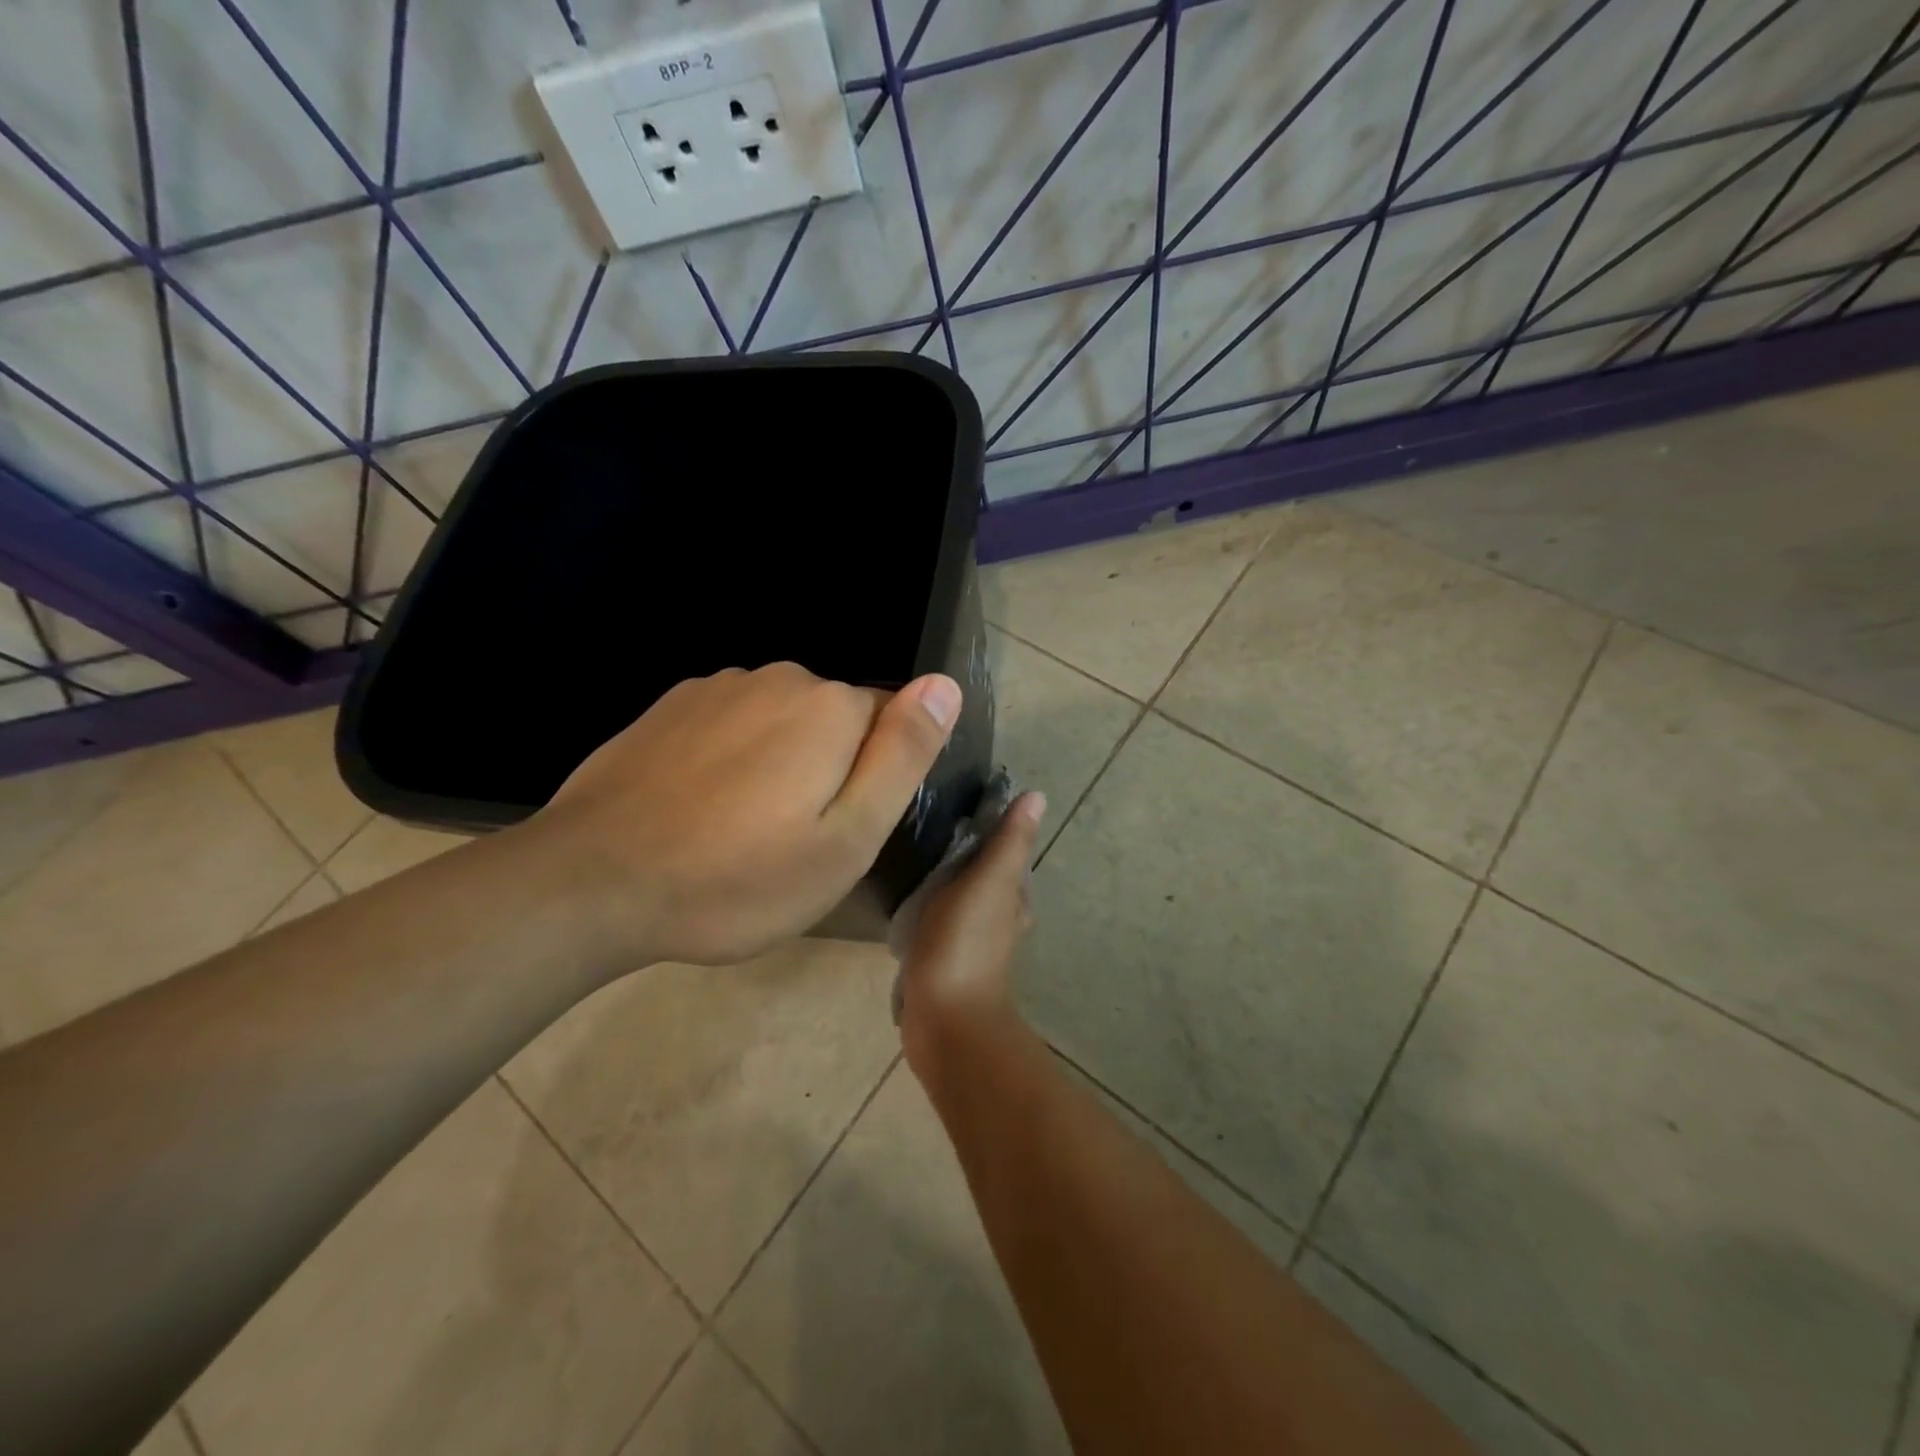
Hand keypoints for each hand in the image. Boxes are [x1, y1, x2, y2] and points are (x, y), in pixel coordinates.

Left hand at [523, 662, 961, 966]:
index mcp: (831, 709)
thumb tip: (944, 684)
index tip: (842, 830)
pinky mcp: (672, 705)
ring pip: (782, 721)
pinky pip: (732, 724)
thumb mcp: (847, 838)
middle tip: (794, 841)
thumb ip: (903, 755)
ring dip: (780, 763)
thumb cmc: (737, 877)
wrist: (593, 882)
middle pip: (836, 721)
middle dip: (830, 770)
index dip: (877, 780)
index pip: (893, 724)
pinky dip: (732, 757)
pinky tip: (701, 806)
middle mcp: (780, 678)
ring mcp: (719, 687)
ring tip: (743, 829)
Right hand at [898, 791, 1046, 1088]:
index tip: (963, 801)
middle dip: (966, 852)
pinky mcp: (945, 960)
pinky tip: (911, 902)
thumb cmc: (965, 943)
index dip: (992, 826)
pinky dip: (932, 907)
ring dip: (949, 880)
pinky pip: (941, 922)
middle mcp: (1000, 918)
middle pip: (986, 874)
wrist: (944, 1019)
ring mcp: (972, 942)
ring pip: (964, 898)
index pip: (1007, 851)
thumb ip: (1009, 842)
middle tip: (931, 827)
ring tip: (917, 858)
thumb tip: (1038, 795)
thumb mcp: (989, 882)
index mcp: (1013, 896)